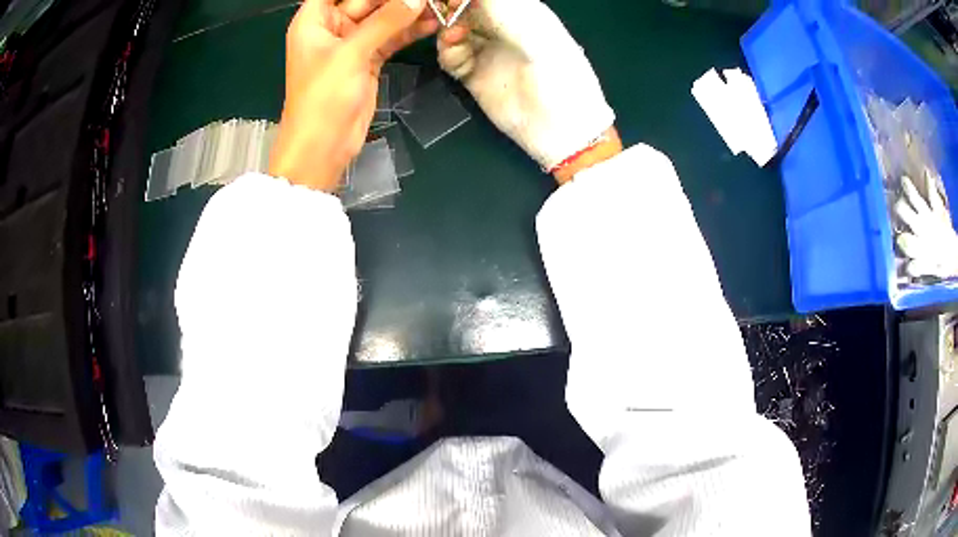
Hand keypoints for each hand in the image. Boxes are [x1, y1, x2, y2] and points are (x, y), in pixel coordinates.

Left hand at [269, 0, 437, 190]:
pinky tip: (432, 23)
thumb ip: (386, 21)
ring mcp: (351, 43)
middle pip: (366, 0)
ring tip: (438, 5)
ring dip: (408, 11)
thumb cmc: (322, 97)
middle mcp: (332, 27)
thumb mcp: (352, 53)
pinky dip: (410, 31)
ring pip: (383, 17)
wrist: (323, 146)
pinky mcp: (368, 59)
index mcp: (314, 19)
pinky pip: (391, 37)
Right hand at [438, 0, 619, 182]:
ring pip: (454, 31)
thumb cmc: (562, 79)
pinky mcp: (476, 74)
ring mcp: (488, 51)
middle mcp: (503, 28)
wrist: (560, 131)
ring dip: (447, 32)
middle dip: (450, 10)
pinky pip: (451, 57)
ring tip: (453, 40)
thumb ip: (502, 10)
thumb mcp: (535, 37)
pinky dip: (447, 54)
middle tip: (446, 21)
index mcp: (523, 13)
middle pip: (466, 9)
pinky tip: (456, 59)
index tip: (453, 1)